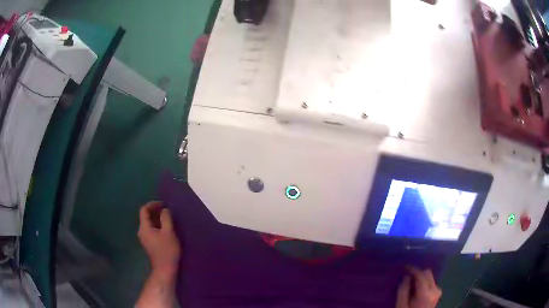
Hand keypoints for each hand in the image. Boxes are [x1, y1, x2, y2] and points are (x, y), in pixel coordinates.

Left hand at [138, 201, 180, 276]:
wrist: (165, 269)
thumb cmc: (167, 250)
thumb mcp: (168, 232)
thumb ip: (166, 218)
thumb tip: (165, 210)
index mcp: (144, 227)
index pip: (144, 210)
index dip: (153, 204)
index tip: (164, 204)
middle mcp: (142, 231)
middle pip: (146, 216)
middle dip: (156, 211)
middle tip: (168, 211)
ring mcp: (145, 238)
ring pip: (149, 223)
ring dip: (157, 219)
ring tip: (169, 219)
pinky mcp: (150, 243)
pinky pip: (152, 230)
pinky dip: (158, 226)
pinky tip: (167, 229)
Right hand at [396, 267, 441, 307]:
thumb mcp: (401, 305)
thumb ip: (403, 291)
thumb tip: (406, 277)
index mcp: (426, 293)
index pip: (421, 275)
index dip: (413, 269)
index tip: (404, 266)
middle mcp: (435, 289)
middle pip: (427, 273)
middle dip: (417, 273)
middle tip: (406, 276)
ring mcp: (438, 291)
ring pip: (429, 277)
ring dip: (420, 277)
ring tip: (410, 283)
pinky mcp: (437, 293)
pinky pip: (430, 282)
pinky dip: (423, 282)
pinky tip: (416, 288)